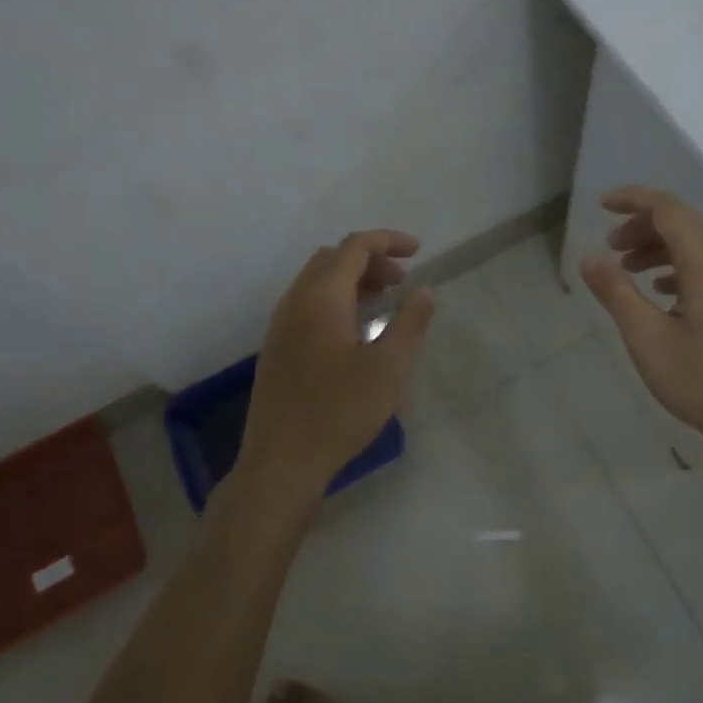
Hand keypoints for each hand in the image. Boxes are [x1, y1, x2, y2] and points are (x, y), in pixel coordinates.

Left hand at [238, 230, 434, 496]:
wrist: (282, 460)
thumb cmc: (340, 412)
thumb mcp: (389, 368)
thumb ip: (410, 323)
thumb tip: (425, 290)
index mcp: (321, 298)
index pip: (355, 247)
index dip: (388, 241)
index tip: (418, 251)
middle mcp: (295, 301)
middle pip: (333, 258)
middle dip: (370, 259)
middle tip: (402, 281)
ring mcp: (281, 323)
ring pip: (317, 280)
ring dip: (352, 279)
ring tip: (383, 300)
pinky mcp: (277, 346)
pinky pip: (307, 302)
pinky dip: (335, 297)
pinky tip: (355, 328)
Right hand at [580, 186, 702, 451]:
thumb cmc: (702, 379)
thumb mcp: (646, 337)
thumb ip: (616, 292)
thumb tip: (589, 257)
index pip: (669, 209)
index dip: (633, 200)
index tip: (600, 205)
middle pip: (684, 222)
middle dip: (643, 225)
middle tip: (611, 247)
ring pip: (697, 244)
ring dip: (659, 246)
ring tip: (628, 268)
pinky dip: (678, 265)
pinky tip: (661, 291)